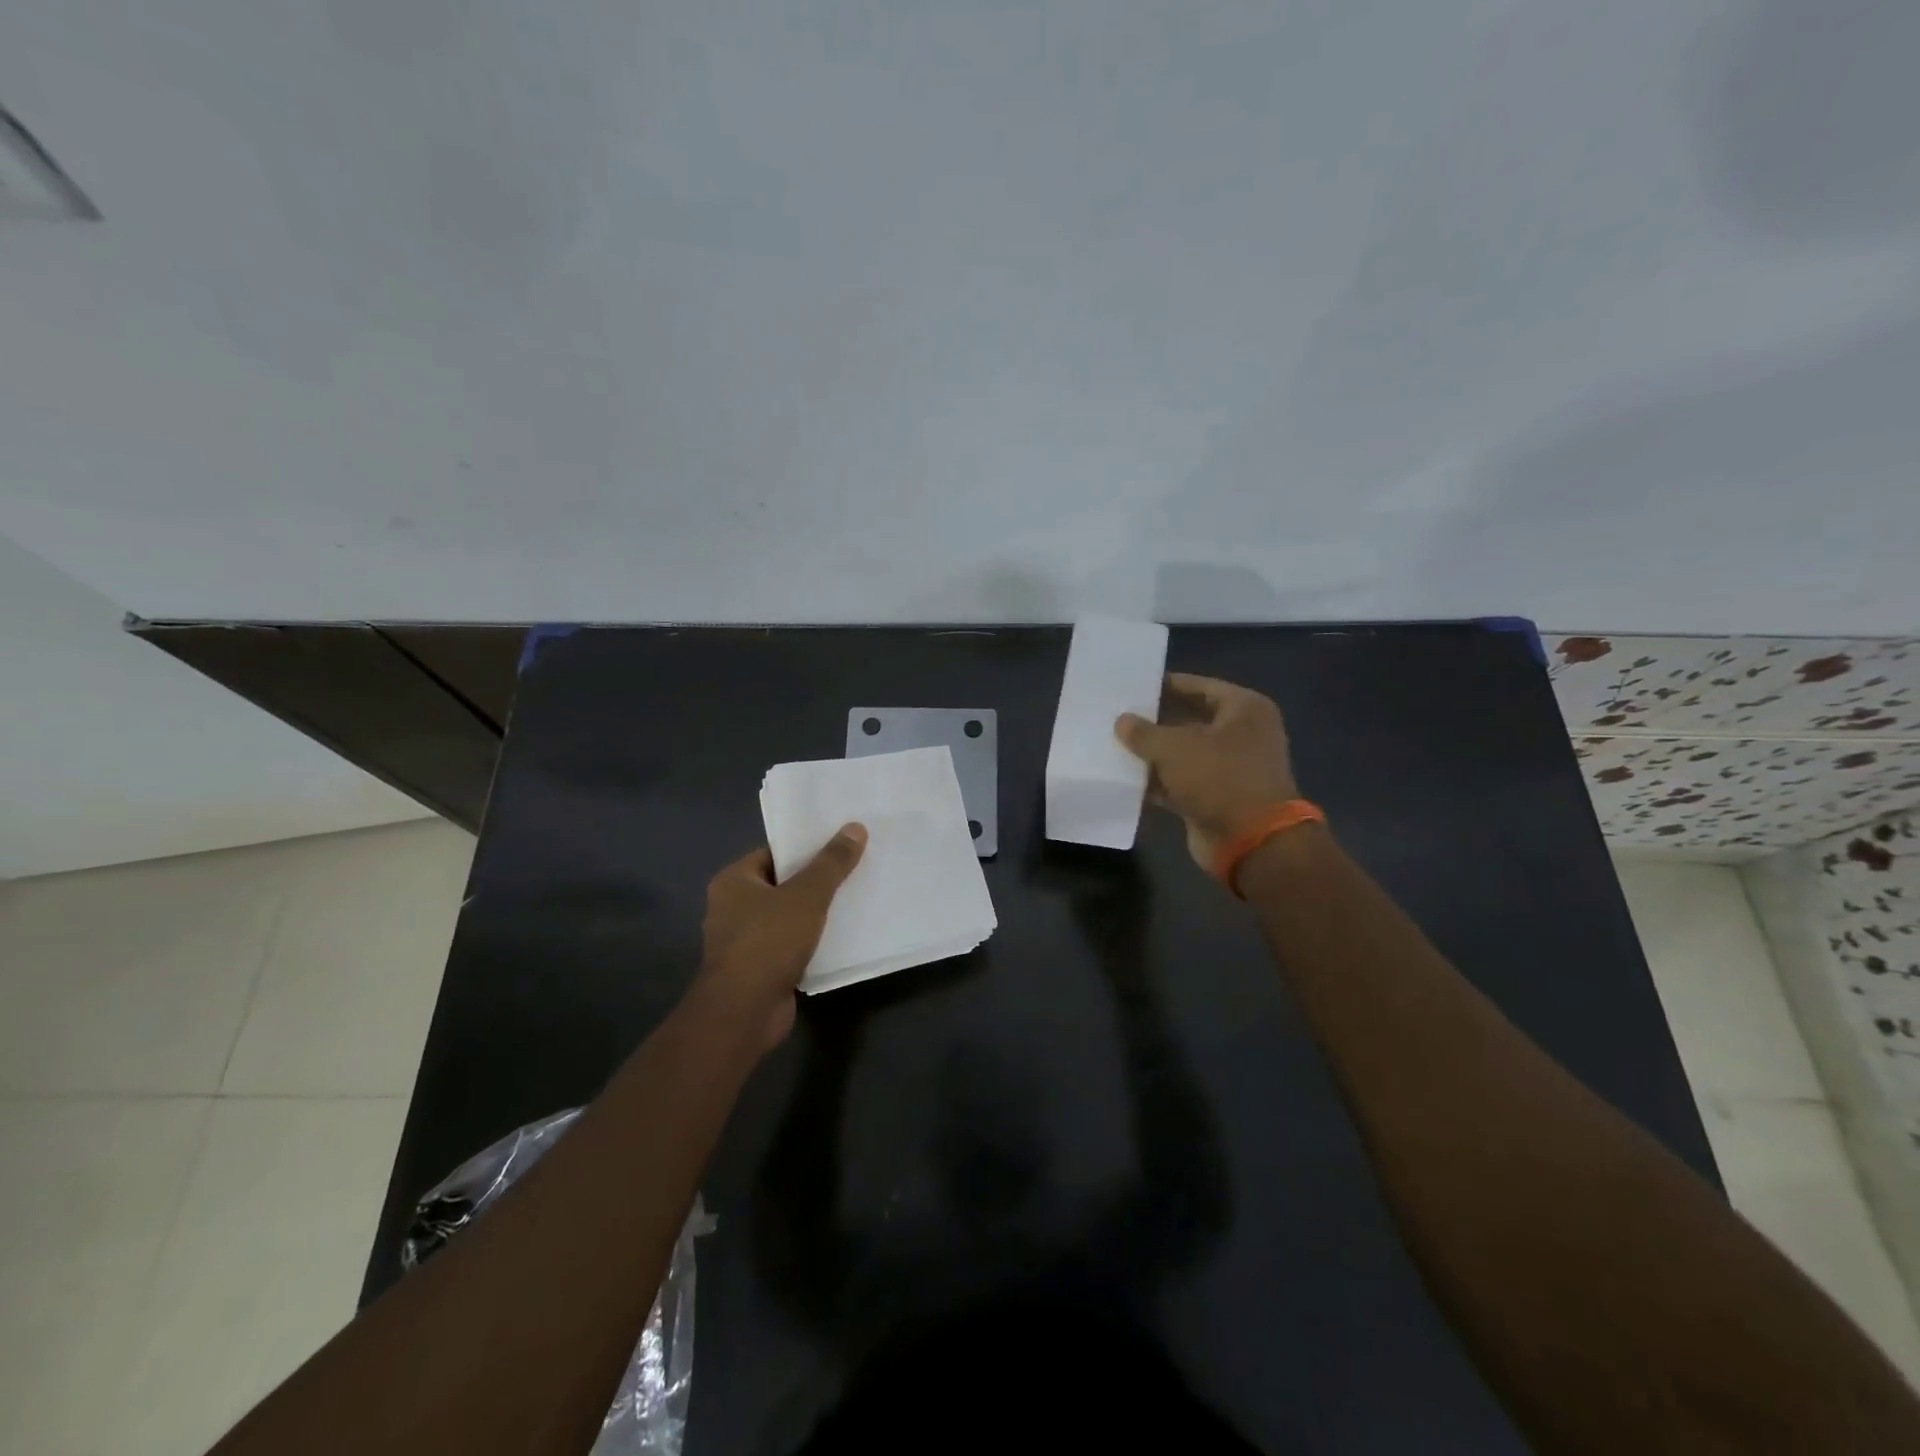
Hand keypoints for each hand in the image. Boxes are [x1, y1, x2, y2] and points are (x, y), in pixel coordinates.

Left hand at [690, 825, 867, 1049]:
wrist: (744, 1012)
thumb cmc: (768, 942)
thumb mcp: (806, 895)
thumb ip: (831, 863)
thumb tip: (855, 827)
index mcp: (734, 881)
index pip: (774, 853)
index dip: (807, 848)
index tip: (841, 844)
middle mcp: (732, 907)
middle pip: (783, 884)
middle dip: (816, 880)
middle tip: (855, 868)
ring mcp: (744, 941)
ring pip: (788, 916)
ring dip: (816, 913)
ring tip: (855, 899)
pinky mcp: (759, 969)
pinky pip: (791, 944)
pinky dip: (812, 941)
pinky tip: (842, 936)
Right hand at [1116, 674, 1299, 870]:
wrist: (1251, 842)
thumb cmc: (1220, 778)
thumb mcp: (1175, 748)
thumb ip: (1144, 732)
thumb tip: (1122, 721)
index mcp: (1245, 709)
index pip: (1200, 686)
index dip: (1166, 685)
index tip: (1133, 686)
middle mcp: (1241, 735)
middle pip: (1190, 720)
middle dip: (1155, 722)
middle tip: (1117, 715)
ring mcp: (1229, 769)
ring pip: (1183, 754)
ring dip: (1153, 754)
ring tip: (1113, 744)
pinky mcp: (1214, 798)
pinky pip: (1179, 782)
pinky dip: (1157, 782)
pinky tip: (1124, 779)